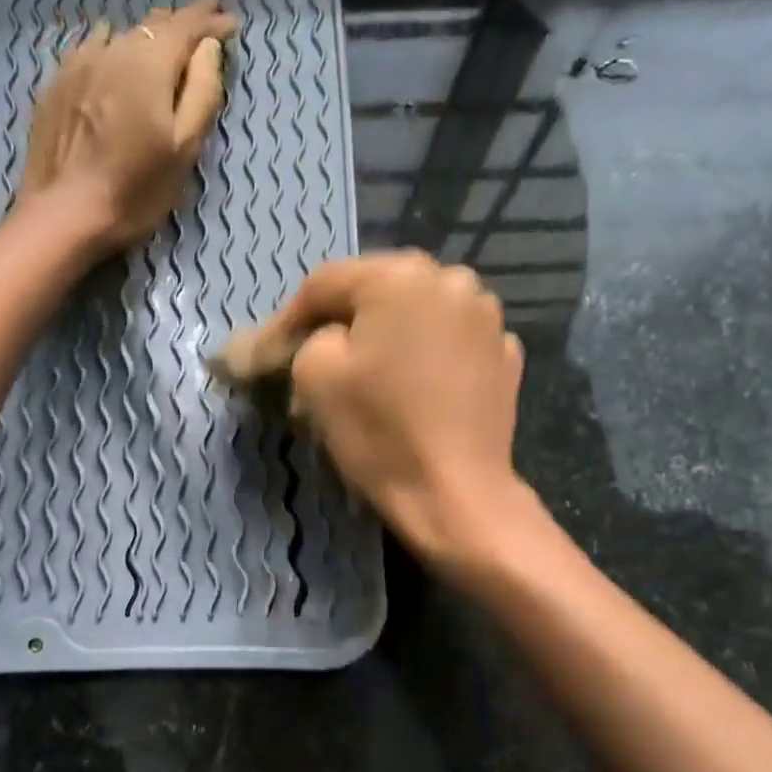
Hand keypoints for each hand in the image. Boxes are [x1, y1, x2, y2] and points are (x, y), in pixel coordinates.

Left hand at [20, 0, 238, 252]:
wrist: (64, 216)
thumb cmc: (134, 191)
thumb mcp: (184, 149)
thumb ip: (202, 92)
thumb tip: (208, 48)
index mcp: (151, 63)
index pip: (189, 26)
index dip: (212, 21)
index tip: (230, 23)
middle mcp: (114, 49)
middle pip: (154, 25)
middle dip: (182, 24)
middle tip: (202, 27)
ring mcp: (79, 64)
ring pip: (121, 35)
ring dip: (146, 36)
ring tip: (160, 42)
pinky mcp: (56, 85)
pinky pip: (90, 51)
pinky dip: (110, 48)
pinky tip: (110, 54)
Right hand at [242, 251, 536, 574]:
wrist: (454, 495)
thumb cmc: (378, 431)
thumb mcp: (314, 376)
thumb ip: (304, 339)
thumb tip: (315, 338)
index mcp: (401, 276)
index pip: (324, 284)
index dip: (287, 319)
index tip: (265, 353)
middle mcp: (452, 280)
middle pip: (375, 292)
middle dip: (338, 323)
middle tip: (310, 358)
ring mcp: (487, 318)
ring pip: (416, 315)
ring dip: (384, 336)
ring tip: (364, 373)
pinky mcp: (505, 357)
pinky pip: (448, 344)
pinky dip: (424, 357)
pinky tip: (411, 389)